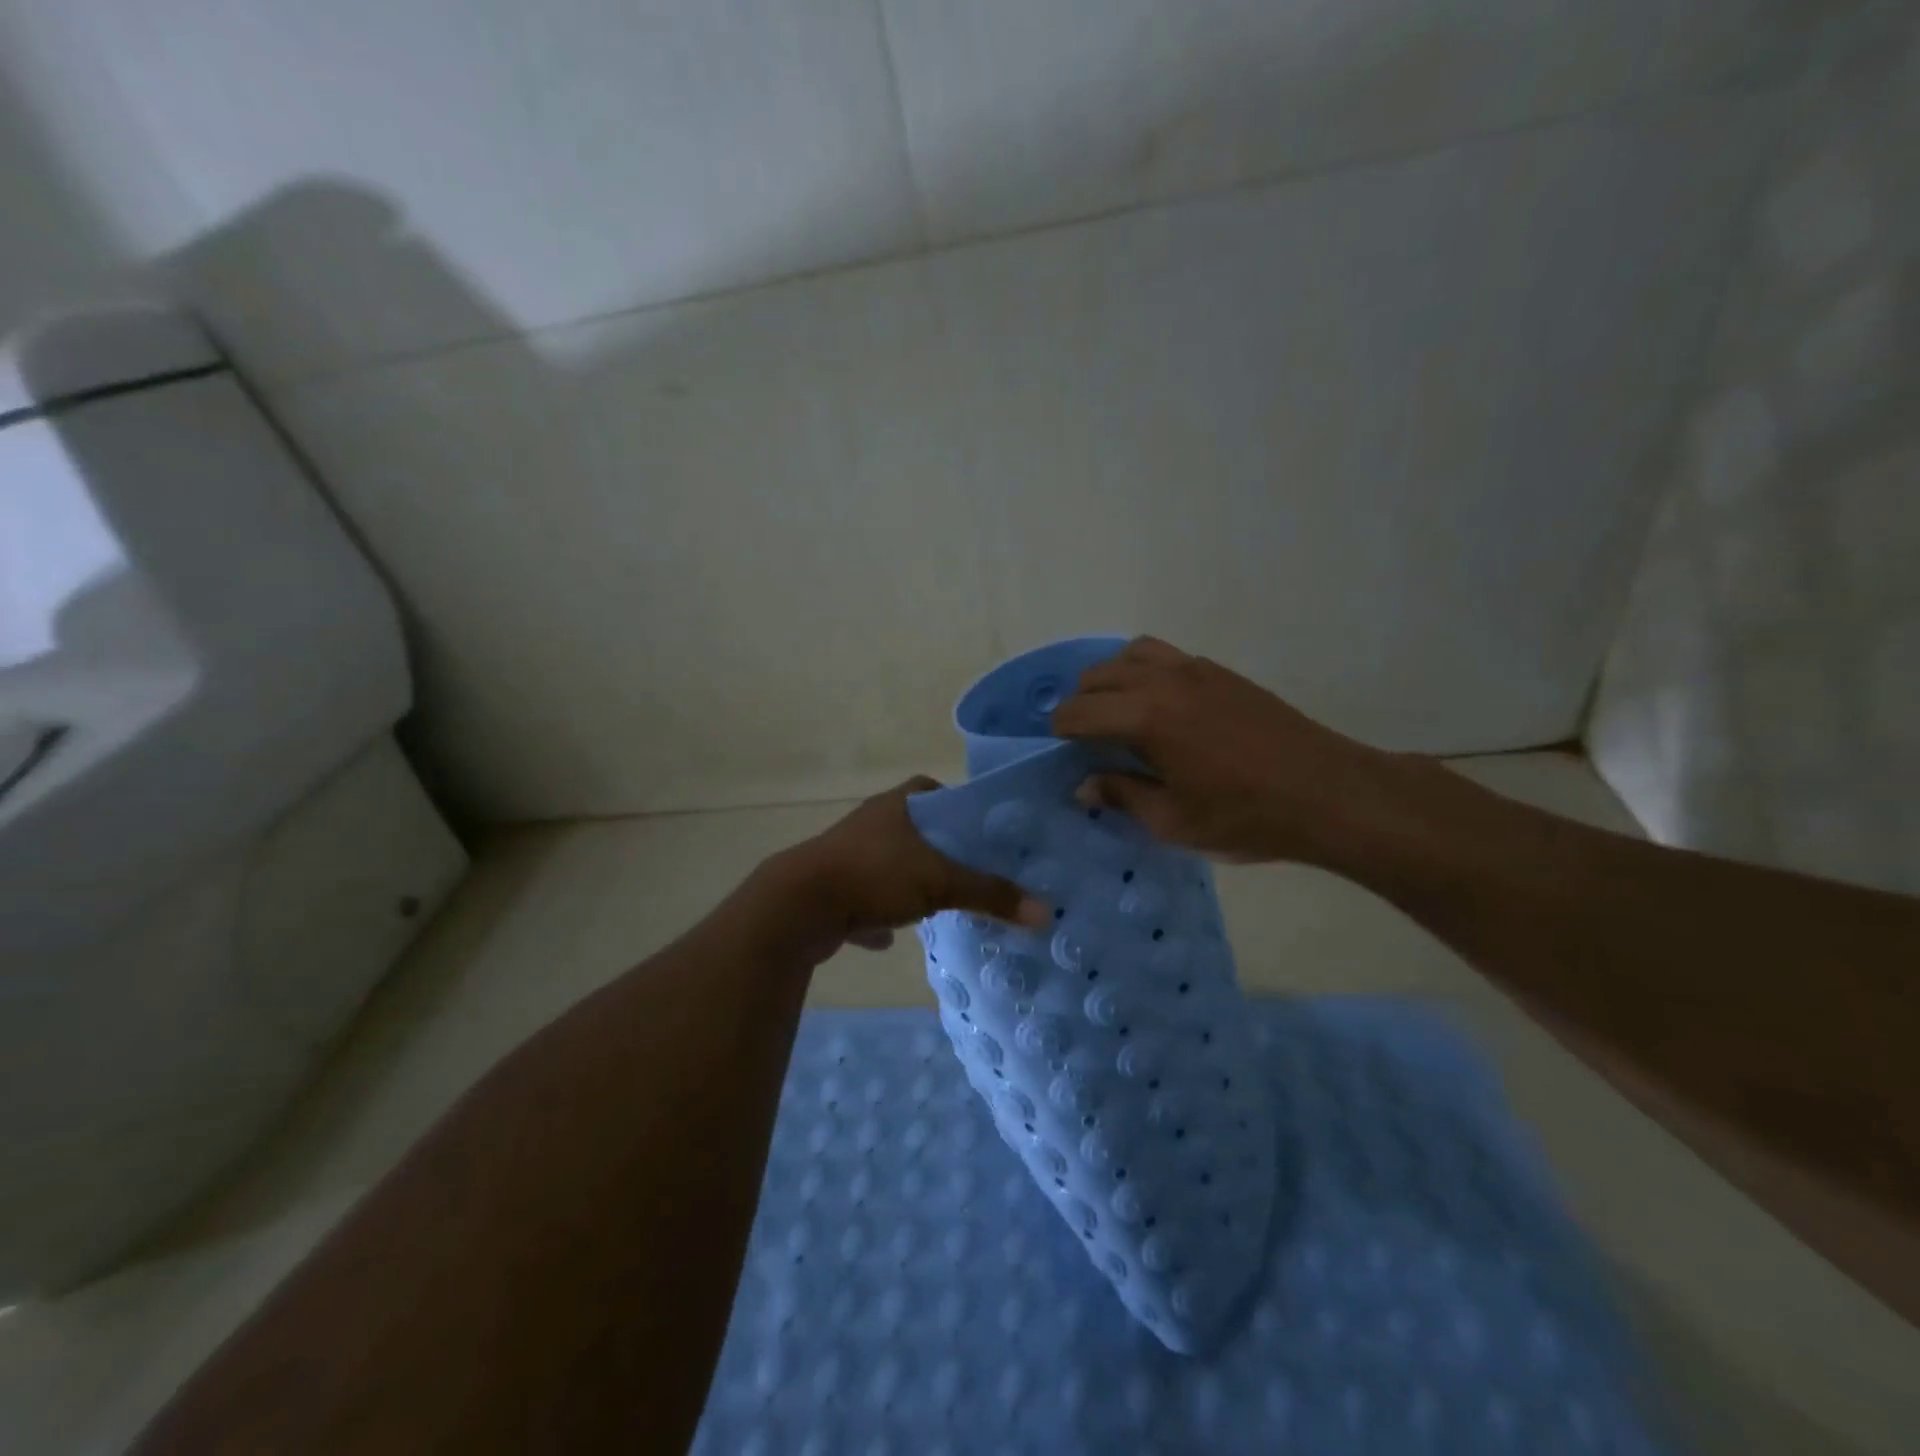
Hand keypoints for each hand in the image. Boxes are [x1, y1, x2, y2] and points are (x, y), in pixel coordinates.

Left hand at [766, 778, 1049, 957]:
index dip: (955, 806)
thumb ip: (991, 895)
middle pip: (911, 829)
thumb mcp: (941, 882)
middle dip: (935, 850)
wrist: (800, 906)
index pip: (930, 789)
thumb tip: (1046, 913)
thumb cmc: (875, 875)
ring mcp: (846, 855)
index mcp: (896, 805)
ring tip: (935, 902)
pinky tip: (888, 935)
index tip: (976, 831)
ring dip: (905, 881)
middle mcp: (870, 822)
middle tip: (966, 871)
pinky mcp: (830, 888)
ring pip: (887, 863)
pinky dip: (875, 913)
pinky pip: (862, 897)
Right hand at [1051, 636, 1412, 866]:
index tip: (1059, 749)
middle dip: (1081, 702)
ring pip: (1133, 654)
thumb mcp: (1173, 821)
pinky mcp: (1222, 672)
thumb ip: (1122, 796)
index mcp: (1146, 717)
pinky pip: (1167, 656)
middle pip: (1100, 675)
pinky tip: (1159, 705)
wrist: (1327, 793)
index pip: (1080, 710)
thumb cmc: (1244, 815)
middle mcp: (1164, 681)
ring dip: (1112, 678)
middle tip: (1084, 737)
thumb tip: (1084, 786)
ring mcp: (1197, 670)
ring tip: (1116, 712)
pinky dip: (1146, 670)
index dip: (1061, 729)